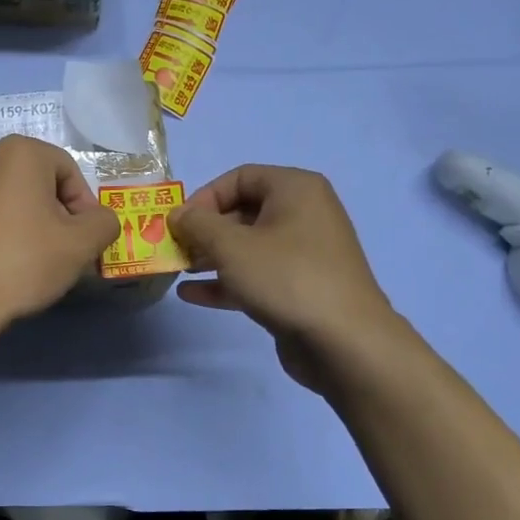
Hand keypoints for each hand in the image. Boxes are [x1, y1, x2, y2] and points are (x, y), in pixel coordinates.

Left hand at [0, 134, 119, 334]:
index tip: (83, 241)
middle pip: (30, 183)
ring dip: (15, 222)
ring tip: (21, 261)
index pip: (67, 171)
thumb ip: (103, 222)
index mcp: (18, 153)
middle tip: (56, 251)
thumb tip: (99, 220)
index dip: (83, 206)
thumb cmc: (23, 263)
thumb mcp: (81, 245)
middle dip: (48, 213)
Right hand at [168, 165, 402, 392]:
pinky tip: (192, 295)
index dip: (204, 197)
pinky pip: (257, 274)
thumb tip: (178, 214)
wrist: (344, 341)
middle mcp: (304, 214)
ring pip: (248, 246)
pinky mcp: (300, 287)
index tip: (179, 224)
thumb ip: (197, 225)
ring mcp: (304, 253)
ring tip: (179, 271)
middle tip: (175, 249)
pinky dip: (227, 281)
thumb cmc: (286, 277)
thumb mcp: (231, 246)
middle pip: (243, 212)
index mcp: (295, 189)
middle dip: (205, 231)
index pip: (240, 177)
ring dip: (211, 257)